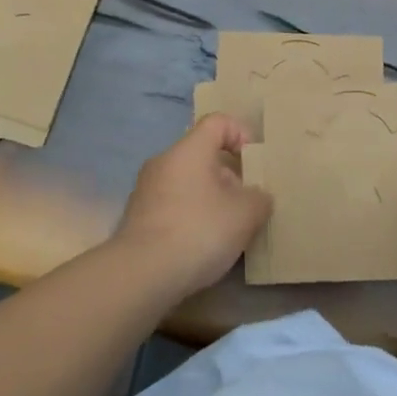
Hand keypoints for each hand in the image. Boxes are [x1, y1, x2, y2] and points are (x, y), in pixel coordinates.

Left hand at [115, 114, 270, 298]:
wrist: (141, 274)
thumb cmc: (199, 230)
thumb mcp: (246, 214)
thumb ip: (260, 199)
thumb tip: (258, 197)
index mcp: (189, 149)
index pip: (218, 122)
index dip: (241, 134)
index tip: (254, 163)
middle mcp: (164, 161)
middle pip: (203, 155)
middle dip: (229, 177)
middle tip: (246, 204)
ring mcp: (145, 190)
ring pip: (187, 183)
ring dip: (210, 199)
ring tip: (227, 230)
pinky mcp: (137, 218)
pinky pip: (172, 206)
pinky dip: (190, 218)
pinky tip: (201, 246)